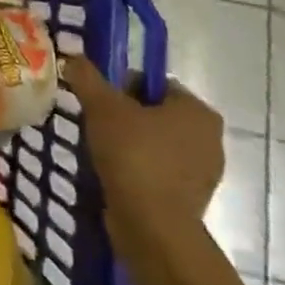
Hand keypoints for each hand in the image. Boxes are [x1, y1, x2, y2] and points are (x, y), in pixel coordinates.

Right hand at [64, 56, 223, 244]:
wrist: (152, 226)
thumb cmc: (134, 155)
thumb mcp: (102, 107)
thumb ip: (87, 78)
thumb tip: (74, 58)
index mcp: (198, 111)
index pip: (154, 83)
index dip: (121, 87)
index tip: (98, 101)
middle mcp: (210, 139)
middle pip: (156, 113)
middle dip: (125, 117)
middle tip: (95, 124)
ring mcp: (204, 173)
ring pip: (157, 144)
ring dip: (130, 144)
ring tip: (101, 151)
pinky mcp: (192, 200)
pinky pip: (159, 172)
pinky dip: (138, 169)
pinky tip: (114, 174)